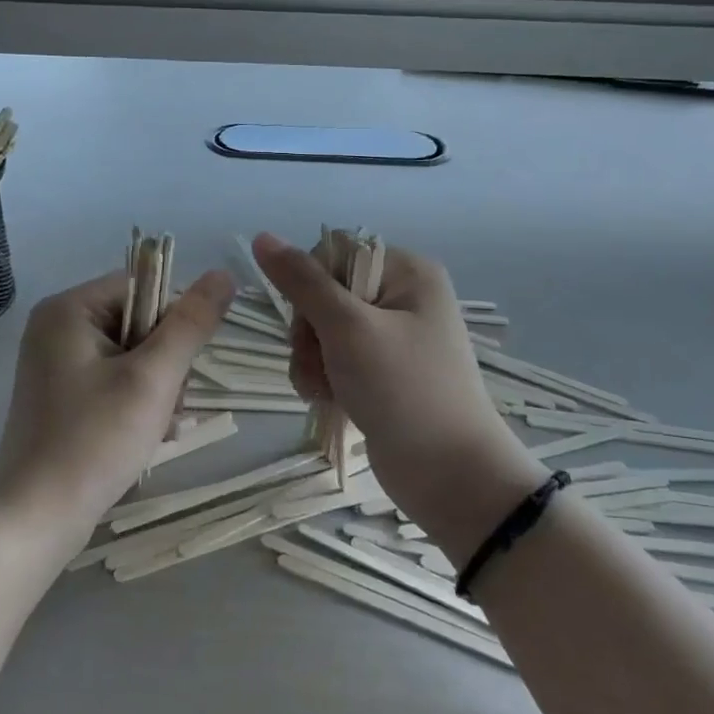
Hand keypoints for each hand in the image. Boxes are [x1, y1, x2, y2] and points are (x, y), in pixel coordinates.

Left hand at [0, 267, 235, 549]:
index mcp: (69, 309)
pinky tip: (148, 436)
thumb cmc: (94, 440)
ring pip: (132, 356)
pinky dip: (137, 403)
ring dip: (157, 388)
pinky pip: (114, 381)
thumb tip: (224, 274)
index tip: (182, 367)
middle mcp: (57, 328)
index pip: (143, 287)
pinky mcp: (62, 396)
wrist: (35, 519)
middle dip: (166, 364)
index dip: (174, 322)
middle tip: (168, 406)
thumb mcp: (152, 378)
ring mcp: (56, 364)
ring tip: (159, 427)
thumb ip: (191, 323)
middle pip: (139, 322)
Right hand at [252, 233, 541, 557]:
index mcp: (406, 272)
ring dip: (312, 361)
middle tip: (319, 364)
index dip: (310, 287)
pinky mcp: (383, 373)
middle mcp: (401, 297)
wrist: (451, 476)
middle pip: (323, 294)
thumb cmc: (404, 390)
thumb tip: (262, 237)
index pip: (332, 254)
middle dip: (309, 333)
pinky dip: (324, 379)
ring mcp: (392, 338)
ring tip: (323, 391)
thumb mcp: (348, 329)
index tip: (312, 323)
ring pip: (323, 331)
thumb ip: (302, 282)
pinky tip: (328, 401)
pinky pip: (336, 360)